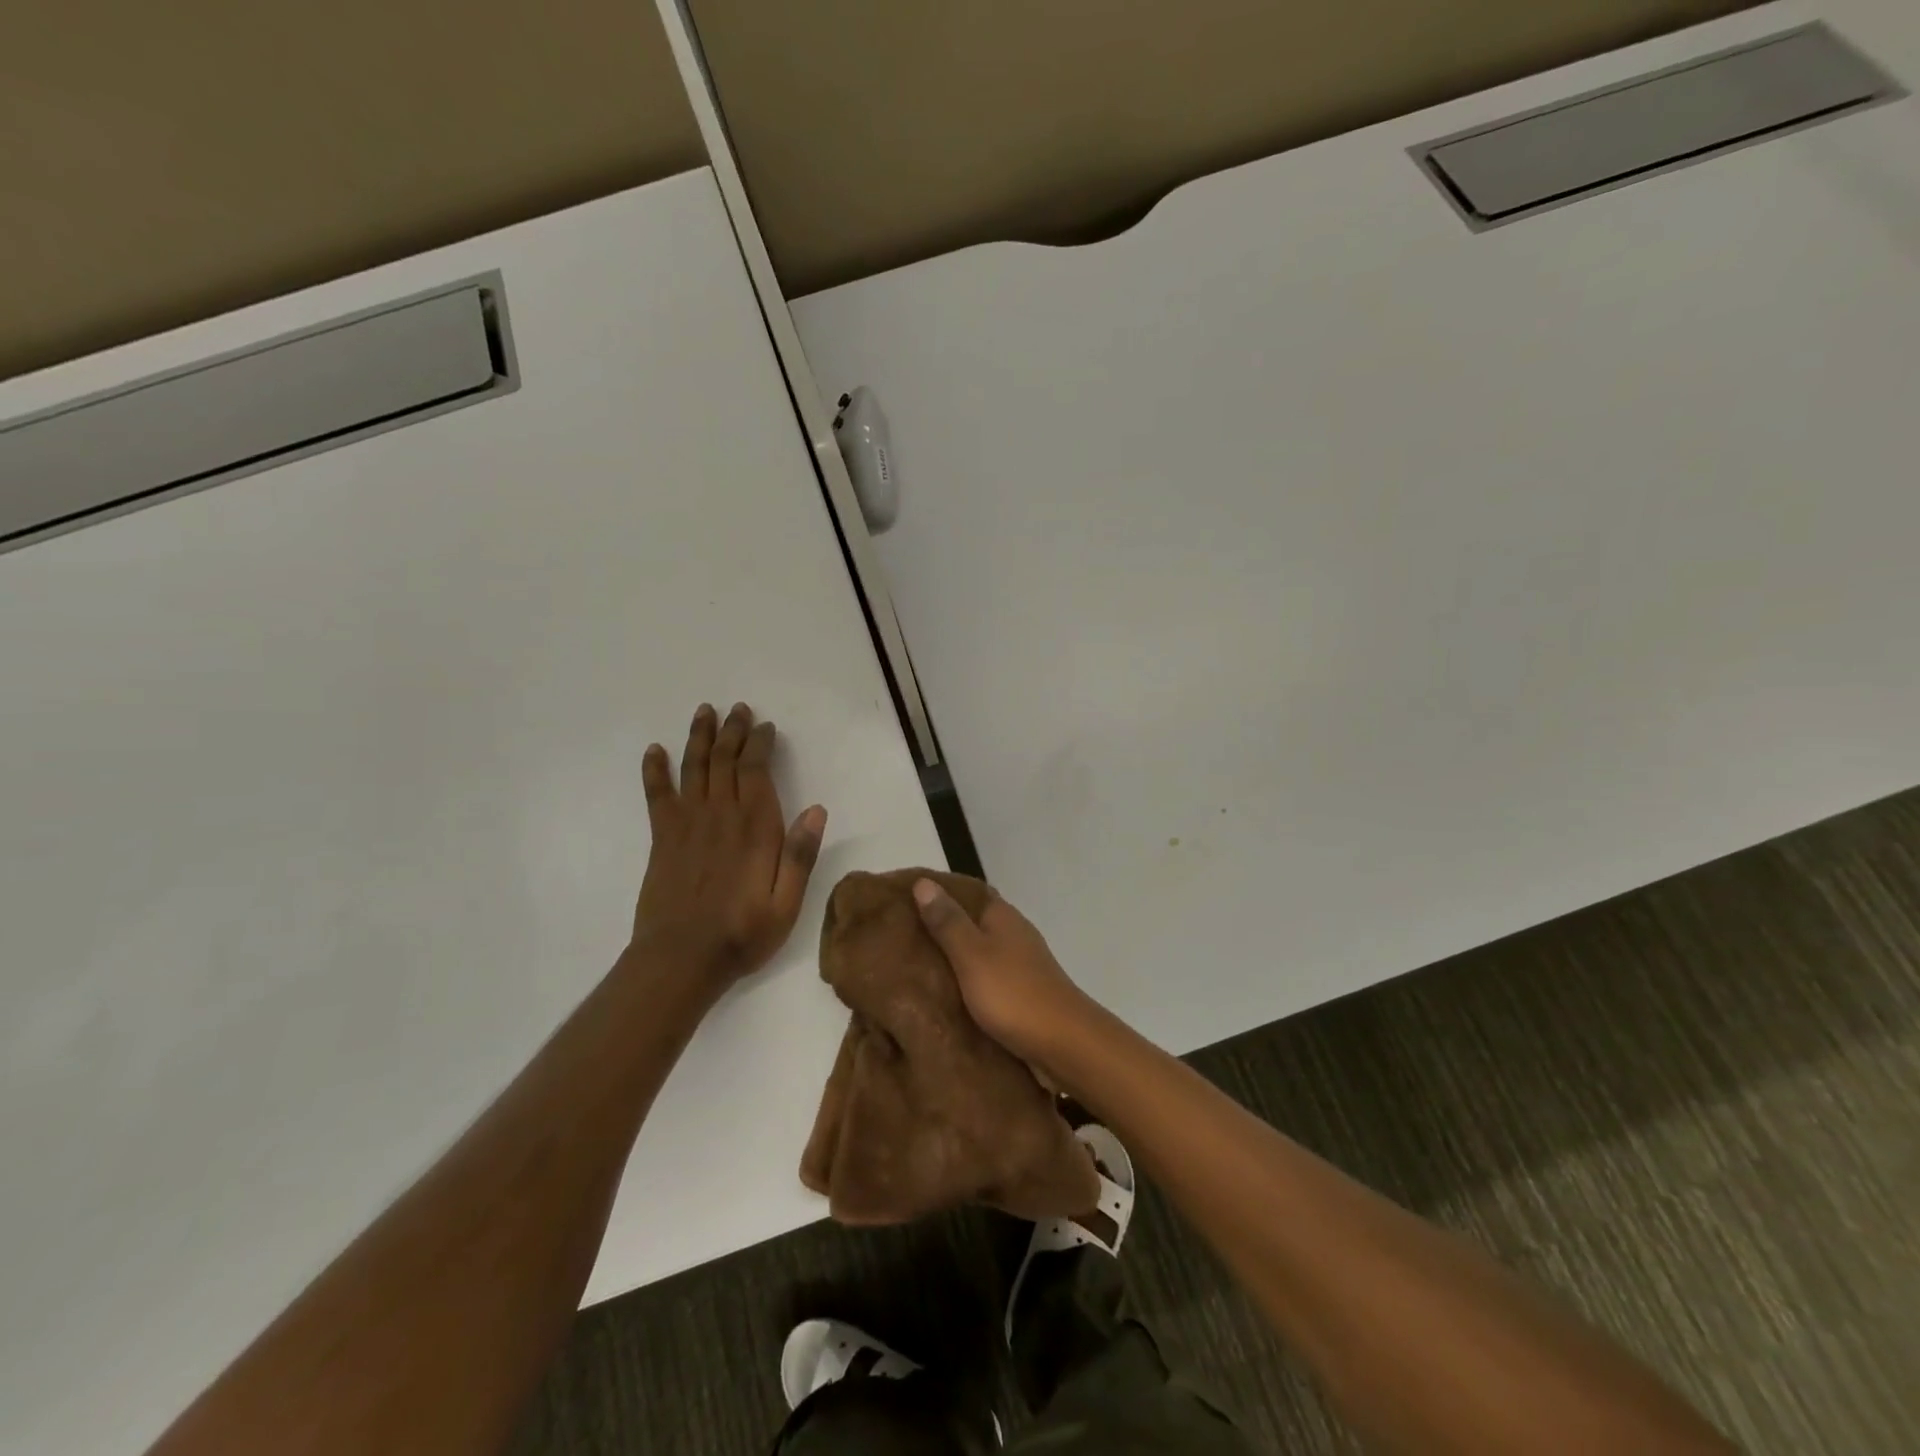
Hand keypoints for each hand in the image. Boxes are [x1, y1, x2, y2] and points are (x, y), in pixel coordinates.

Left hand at [632, 703, 826, 989]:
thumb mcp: (787, 903)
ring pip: (694, 768)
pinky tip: (655, 751)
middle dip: (733, 731)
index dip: (760, 744)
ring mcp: (687, 824)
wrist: (681, 960)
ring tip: (704, 712)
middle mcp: (720, 815)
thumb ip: (800, 855)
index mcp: (755, 828)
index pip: (756, 771)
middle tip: (738, 710)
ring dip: (699, 738)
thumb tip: (817, 809)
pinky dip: (655, 770)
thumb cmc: (742, 933)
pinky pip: (657, 794)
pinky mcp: (663, 838)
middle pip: (725, 760)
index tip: (765, 727)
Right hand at [912, 879, 1093, 1072]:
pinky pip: (985, 978)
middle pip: (970, 921)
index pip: (965, 891)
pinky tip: (943, 994)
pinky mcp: (1021, 991)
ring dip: (952, 957)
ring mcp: (1020, 962)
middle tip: (898, 937)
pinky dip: (965, 981)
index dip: (936, 892)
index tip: (902, 899)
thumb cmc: (1013, 993)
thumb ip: (948, 921)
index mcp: (1001, 915)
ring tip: (912, 966)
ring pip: (978, 951)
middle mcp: (1012, 932)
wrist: (1064, 1042)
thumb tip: (924, 882)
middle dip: (939, 927)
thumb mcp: (971, 954)